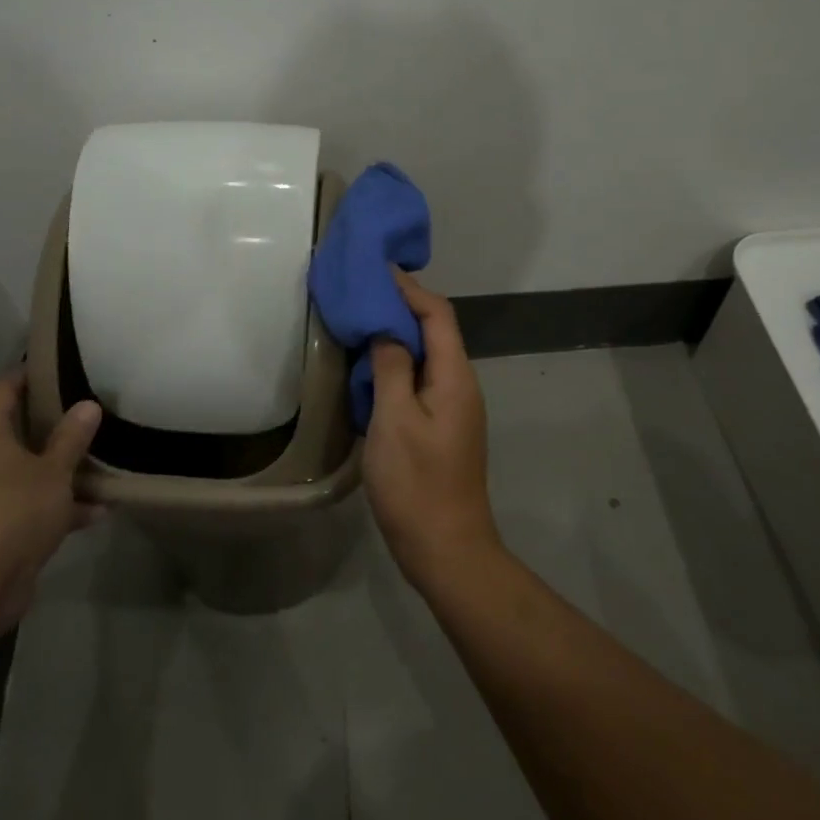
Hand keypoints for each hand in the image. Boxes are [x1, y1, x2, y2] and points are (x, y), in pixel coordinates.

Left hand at [0, 369, 102, 637]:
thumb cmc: (11, 512)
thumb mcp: (53, 471)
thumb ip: (72, 438)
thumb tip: (87, 404)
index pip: (6, 387)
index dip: (32, 373)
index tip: (63, 365)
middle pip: (20, 430)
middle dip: (56, 424)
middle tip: (94, 411)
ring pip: (29, 471)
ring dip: (63, 470)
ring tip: (105, 462)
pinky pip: (32, 506)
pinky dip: (60, 508)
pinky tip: (98, 512)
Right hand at [365, 270, 500, 591]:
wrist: (447, 550)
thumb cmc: (417, 484)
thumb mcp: (394, 420)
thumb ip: (392, 367)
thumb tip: (387, 330)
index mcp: (455, 377)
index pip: (437, 314)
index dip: (408, 288)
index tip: (376, 269)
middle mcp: (460, 385)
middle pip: (435, 331)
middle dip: (400, 307)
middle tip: (361, 293)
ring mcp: (453, 408)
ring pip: (426, 357)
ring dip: (396, 336)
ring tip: (359, 323)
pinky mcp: (441, 427)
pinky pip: (419, 381)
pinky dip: (396, 365)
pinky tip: (369, 370)